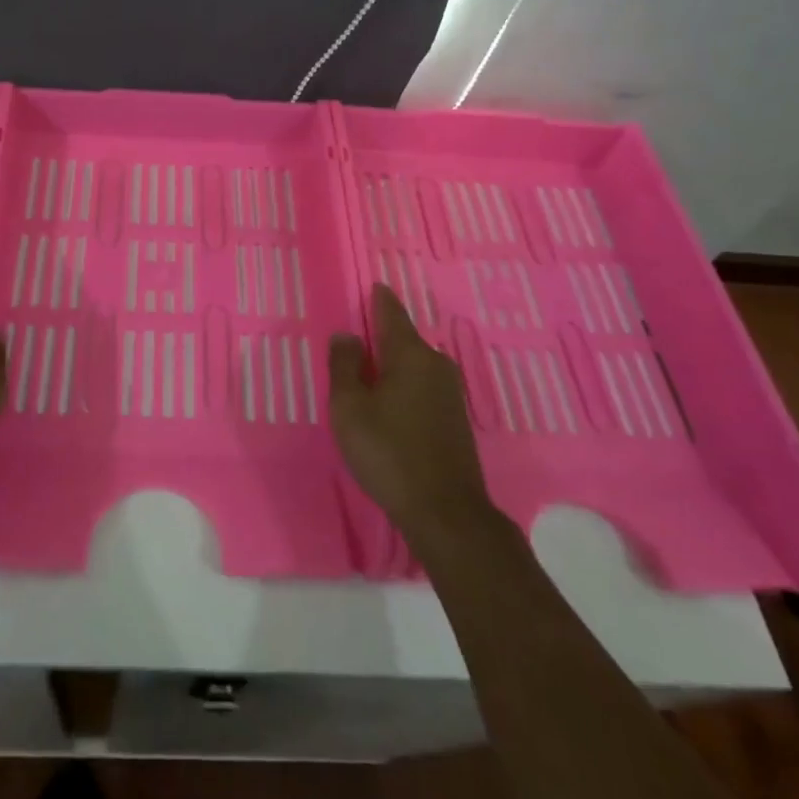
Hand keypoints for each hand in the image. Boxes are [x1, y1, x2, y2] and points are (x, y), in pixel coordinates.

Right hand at [329, 284, 497, 544]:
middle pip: (403, 339)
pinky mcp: (455, 419)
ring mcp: (451, 392)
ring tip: (367, 373)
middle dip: (381, 336)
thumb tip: (346, 335)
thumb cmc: (389, 451)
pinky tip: (390, 404)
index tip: (371, 287)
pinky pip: (423, 387)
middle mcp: (436, 364)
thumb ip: (344, 366)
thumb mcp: (350, 407)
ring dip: (392, 365)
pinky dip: (404, 386)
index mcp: (410, 353)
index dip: (378, 299)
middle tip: (355, 339)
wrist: (446, 511)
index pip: (391, 312)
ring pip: (414, 365)